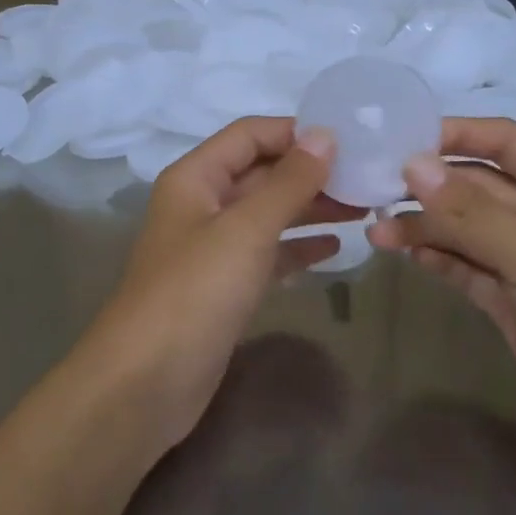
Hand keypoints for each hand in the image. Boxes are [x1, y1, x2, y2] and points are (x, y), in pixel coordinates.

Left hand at [83, 117, 358, 455]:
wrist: (147, 382)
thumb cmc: (196, 291)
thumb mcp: (246, 228)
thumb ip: (289, 181)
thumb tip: (325, 135)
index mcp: (196, 177)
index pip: (250, 135)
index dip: (296, 132)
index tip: (349, 139)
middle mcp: (202, 204)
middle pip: (261, 173)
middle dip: (311, 172)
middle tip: (368, 177)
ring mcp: (213, 248)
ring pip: (268, 214)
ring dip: (311, 207)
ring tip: (364, 207)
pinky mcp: (225, 287)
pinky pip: (268, 254)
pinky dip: (298, 247)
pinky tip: (336, 248)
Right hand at [366, 118, 515, 482]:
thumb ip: (472, 213)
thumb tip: (413, 165)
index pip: (507, 142)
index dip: (456, 135)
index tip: (402, 138)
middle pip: (480, 187)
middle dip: (431, 187)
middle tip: (373, 186)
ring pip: (467, 229)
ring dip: (425, 227)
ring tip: (375, 229)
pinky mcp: (513, 300)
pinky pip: (468, 267)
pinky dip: (439, 258)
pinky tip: (404, 253)